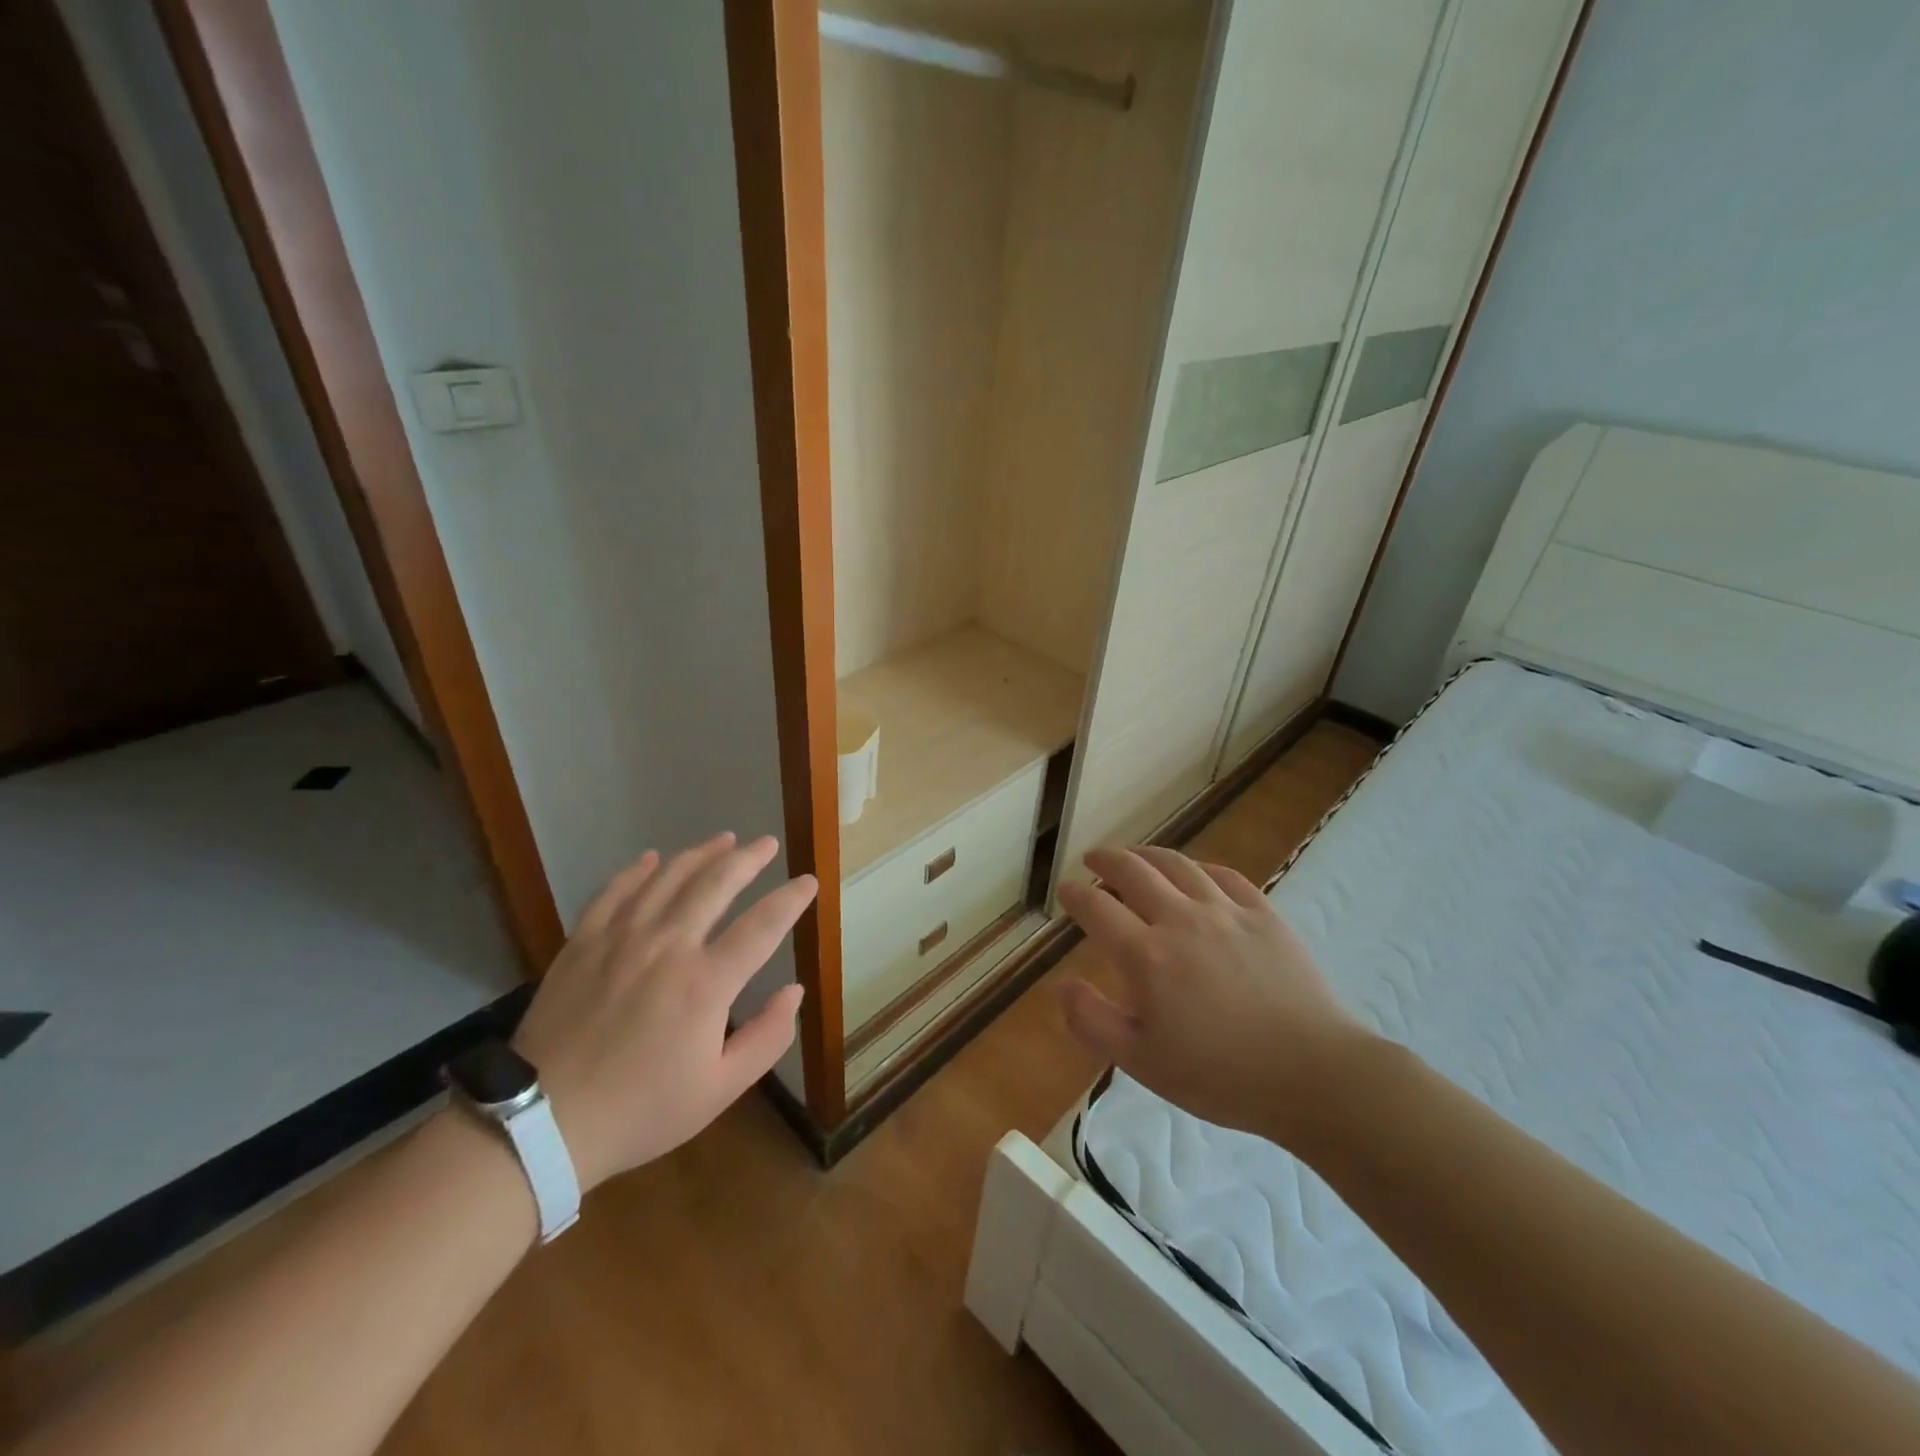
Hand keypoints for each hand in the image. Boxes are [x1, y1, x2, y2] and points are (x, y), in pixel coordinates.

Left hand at [511, 833, 815, 1190]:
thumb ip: (767, 1038)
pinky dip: (637, 870)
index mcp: (706, 983)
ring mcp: (620, 939)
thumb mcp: (720, 1090)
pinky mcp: (582, 943)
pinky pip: (614, 891)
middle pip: (716, 884)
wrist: (541, 1124)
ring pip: (668, 878)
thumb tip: (794, 991)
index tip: (809, 881)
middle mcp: (667, 946)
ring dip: (701, 854)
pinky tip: (652, 858)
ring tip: (724, 839)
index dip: (790, 899)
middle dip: (748, 859)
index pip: (762, 925)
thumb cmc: (640, 1110)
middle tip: (767, 843)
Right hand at [1056, 846, 1371, 1143]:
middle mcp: (1181, 919)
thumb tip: (1062, 985)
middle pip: (1133, 871)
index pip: (1097, 908)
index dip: (1075, 894)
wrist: (1312, 1074)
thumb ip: (1093, 1022)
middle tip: (1093, 859)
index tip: (1064, 890)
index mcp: (1146, 955)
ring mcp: (1225, 911)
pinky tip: (1194, 873)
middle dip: (1106, 860)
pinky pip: (1223, 875)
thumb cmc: (1219, 1075)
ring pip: (1177, 865)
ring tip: (1134, 856)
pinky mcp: (1264, 914)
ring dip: (1147, 855)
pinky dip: (1198, 868)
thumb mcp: (1142, 1062)